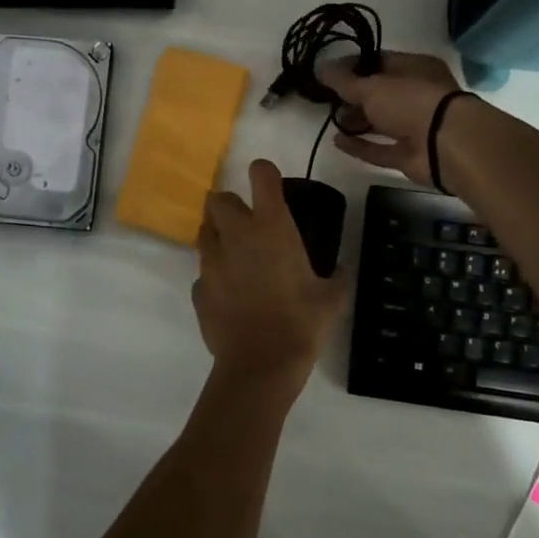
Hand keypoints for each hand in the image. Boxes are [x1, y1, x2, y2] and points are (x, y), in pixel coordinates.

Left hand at [193, 160, 346, 396]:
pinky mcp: (197, 287)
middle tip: (246, 224)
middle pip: (218, 199)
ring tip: (236, 257)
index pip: (261, 174)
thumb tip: (341, 269)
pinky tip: (230, 294)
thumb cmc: (301, 324)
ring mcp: (211, 261)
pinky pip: (203, 272)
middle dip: (229, 206)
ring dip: (217, 236)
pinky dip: (214, 276)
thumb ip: (336, 277)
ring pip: (204, 231)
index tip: (270, 184)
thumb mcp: (332, 299)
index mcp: (271, 227)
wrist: (260, 365)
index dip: (264, 173)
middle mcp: (236, 235)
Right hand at [316, 51, 467, 187]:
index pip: (380, 62)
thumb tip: (319, 66)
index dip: (353, 66)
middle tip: (326, 98)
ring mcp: (415, 126)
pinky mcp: (410, 154)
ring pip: (380, 121)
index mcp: (415, 68)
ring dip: (356, 121)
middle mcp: (417, 95)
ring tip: (331, 119)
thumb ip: (342, 80)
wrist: (447, 145)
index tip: (328, 72)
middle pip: (379, 93)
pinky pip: (381, 148)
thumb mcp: (371, 86)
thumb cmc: (411, 102)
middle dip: (353, 96)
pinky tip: (337, 141)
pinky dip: (361, 145)